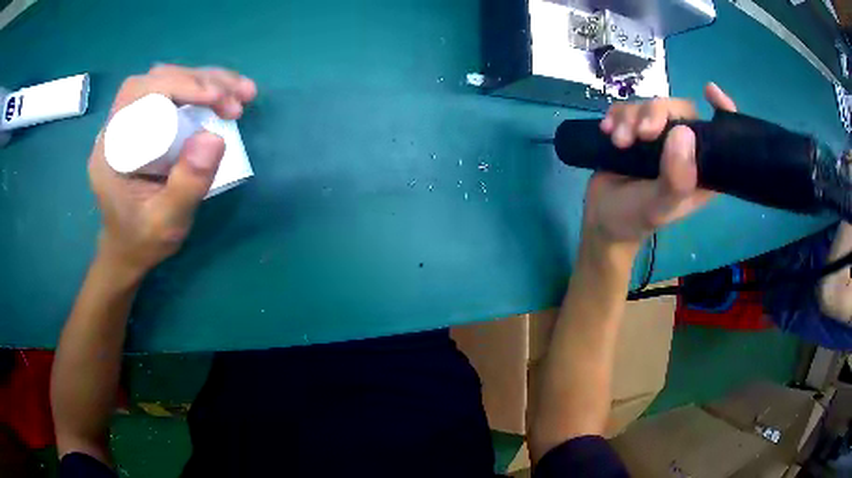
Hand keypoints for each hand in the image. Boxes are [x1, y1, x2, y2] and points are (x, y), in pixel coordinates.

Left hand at [88, 65, 257, 277]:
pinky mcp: (144, 124)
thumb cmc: (142, 240)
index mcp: (111, 148)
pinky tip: (223, 98)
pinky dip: (202, 90)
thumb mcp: (166, 222)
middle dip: (200, 80)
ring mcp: (131, 123)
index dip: (180, 84)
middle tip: (237, 98)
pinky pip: (172, 95)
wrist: (128, 252)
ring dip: (207, 80)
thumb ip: (187, 185)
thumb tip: (215, 137)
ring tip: (241, 95)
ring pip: (168, 81)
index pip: (141, 94)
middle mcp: (117, 127)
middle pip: (157, 80)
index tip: (217, 97)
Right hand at [583, 82, 736, 245]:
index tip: (709, 92)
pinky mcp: (635, 129)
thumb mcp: (659, 207)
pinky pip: (629, 107)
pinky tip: (608, 130)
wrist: (601, 216)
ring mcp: (659, 137)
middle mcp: (684, 148)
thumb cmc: (635, 217)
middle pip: (678, 109)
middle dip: (656, 115)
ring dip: (631, 118)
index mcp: (701, 168)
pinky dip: (617, 115)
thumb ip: (676, 178)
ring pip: (651, 105)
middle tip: (641, 134)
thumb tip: (683, 132)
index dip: (721, 110)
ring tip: (618, 142)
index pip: (719, 135)